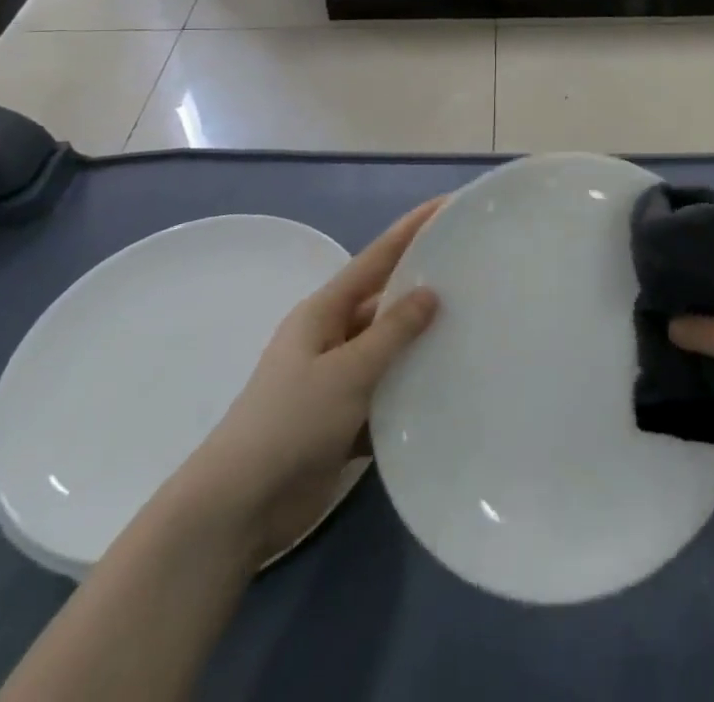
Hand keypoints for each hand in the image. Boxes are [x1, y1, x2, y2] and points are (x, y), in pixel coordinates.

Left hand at [172, 197, 443, 560]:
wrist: (237, 510)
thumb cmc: (289, 424)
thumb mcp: (346, 372)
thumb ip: (392, 332)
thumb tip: (430, 293)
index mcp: (324, 312)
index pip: (377, 258)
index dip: (412, 228)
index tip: (448, 204)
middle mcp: (331, 336)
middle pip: (386, 300)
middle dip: (426, 284)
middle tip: (476, 269)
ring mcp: (337, 379)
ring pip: (390, 348)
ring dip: (423, 342)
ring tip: (475, 325)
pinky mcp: (344, 418)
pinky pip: (388, 391)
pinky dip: (413, 388)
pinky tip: (451, 386)